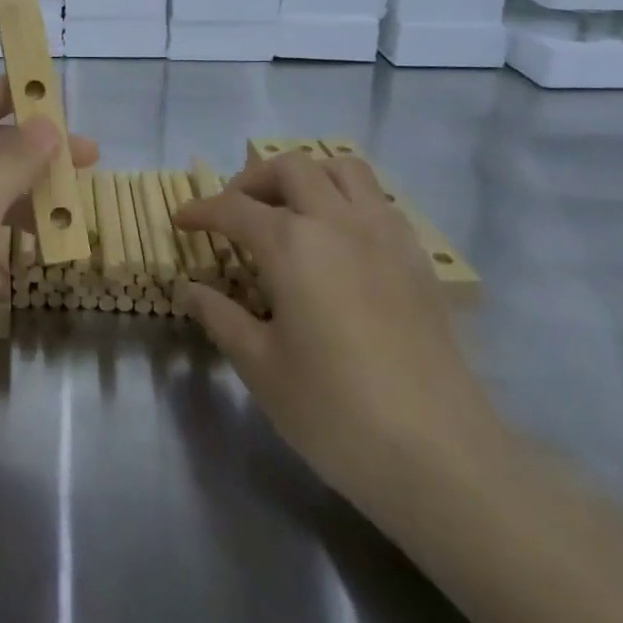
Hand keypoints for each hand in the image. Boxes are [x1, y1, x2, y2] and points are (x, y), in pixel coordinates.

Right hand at [173, 151, 504, 518]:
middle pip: (291, 167)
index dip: (201, 210)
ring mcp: (384, 235)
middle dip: (253, 179)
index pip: (234, 208)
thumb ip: (221, 317)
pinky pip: (378, 201)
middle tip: (235, 211)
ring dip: (308, 176)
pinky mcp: (417, 259)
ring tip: (289, 210)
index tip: (181, 220)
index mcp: (292, 244)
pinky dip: (347, 199)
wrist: (441, 455)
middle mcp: (338, 222)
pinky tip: (338, 241)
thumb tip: (191, 289)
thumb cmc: (335, 410)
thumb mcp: (260, 366)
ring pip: (343, 169)